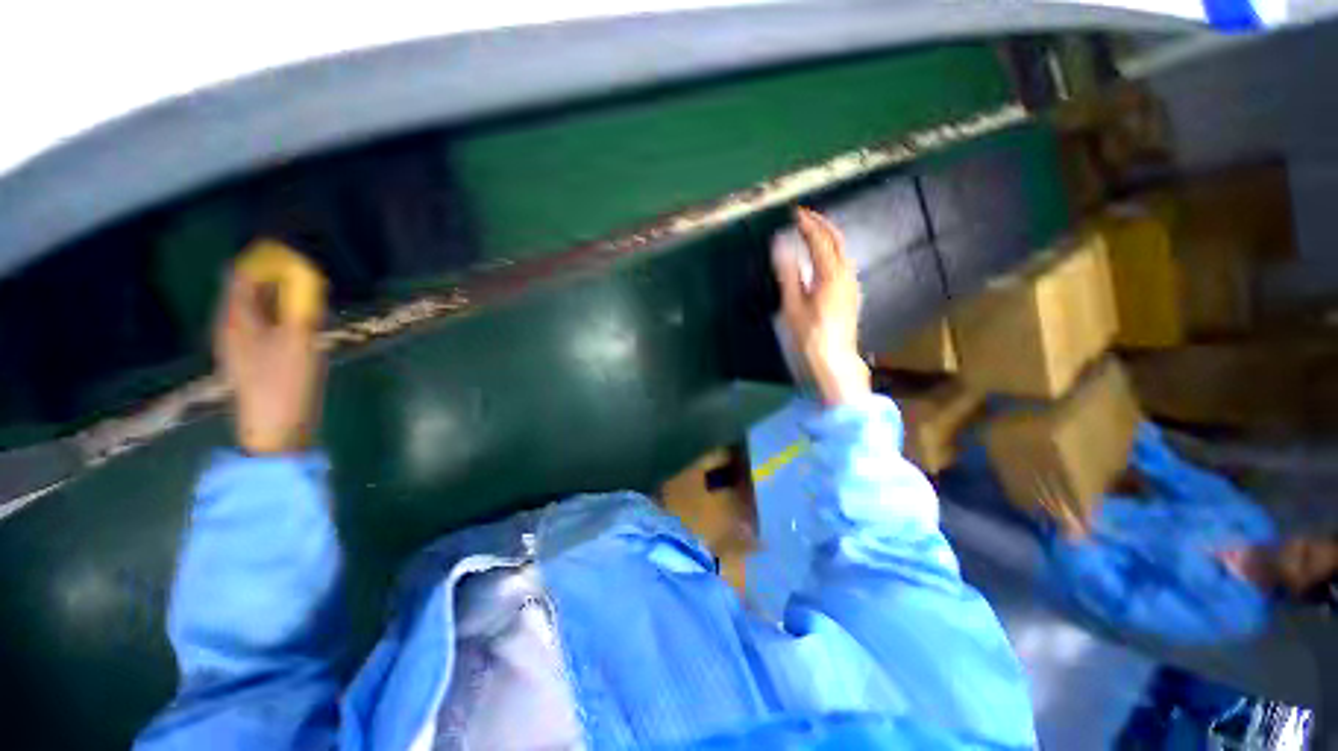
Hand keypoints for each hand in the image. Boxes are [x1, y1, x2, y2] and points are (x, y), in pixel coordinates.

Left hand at [214, 247, 325, 454]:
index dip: (264, 259)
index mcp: (235, 320)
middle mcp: (232, 328)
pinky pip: (265, 326)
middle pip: (246, 291)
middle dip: (272, 277)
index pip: (242, 276)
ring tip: (307, 295)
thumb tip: (305, 274)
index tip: (291, 251)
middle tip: (304, 274)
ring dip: (278, 297)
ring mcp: (241, 347)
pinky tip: (300, 323)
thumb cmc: (285, 382)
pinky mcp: (253, 361)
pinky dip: (281, 316)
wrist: (275, 429)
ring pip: (256, 309)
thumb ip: (301, 304)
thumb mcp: (299, 339)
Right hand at [773, 207, 869, 406]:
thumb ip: (788, 273)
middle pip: (837, 240)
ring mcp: (851, 284)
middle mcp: (846, 275)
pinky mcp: (850, 294)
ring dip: (827, 237)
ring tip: (810, 232)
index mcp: (831, 275)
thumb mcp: (793, 305)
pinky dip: (831, 251)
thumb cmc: (810, 335)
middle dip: (821, 224)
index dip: (808, 224)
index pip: (820, 240)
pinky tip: (820, 258)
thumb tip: (780, 244)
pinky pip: (842, 263)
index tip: (795, 213)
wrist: (834, 359)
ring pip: (842, 251)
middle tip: (804, 217)